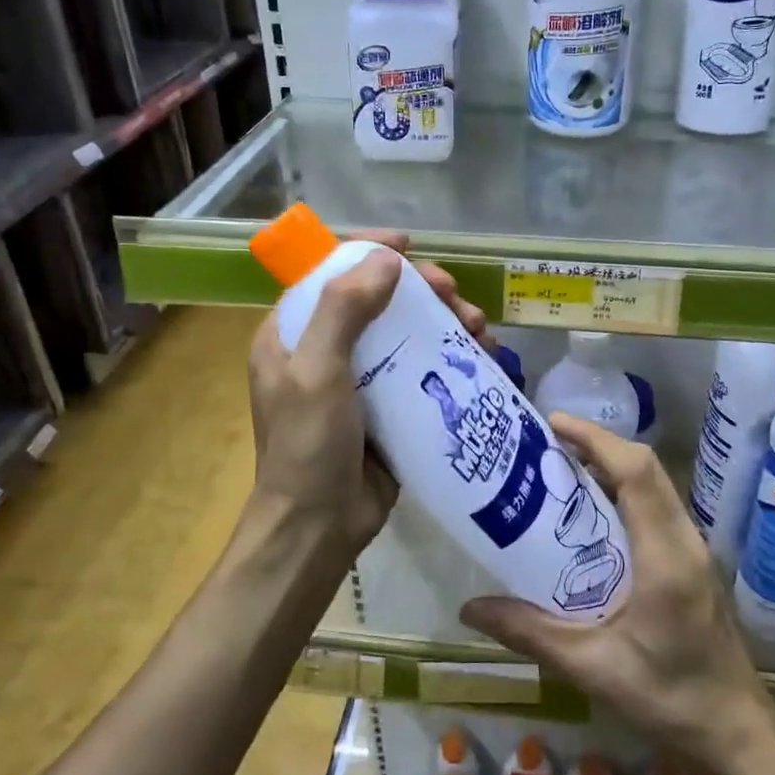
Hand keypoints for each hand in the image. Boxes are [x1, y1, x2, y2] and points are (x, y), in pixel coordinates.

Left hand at [246, 231, 489, 561]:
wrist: (318, 527)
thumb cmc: (307, 446)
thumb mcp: (316, 372)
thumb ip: (344, 310)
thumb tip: (387, 259)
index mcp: (293, 333)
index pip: (331, 272)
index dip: (369, 251)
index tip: (411, 246)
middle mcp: (325, 349)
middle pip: (378, 300)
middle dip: (421, 290)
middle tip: (455, 296)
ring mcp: (359, 379)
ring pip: (406, 332)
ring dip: (444, 322)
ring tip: (478, 330)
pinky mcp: (388, 406)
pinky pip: (422, 368)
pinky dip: (451, 357)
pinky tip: (482, 357)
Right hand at [460, 415, 774, 774]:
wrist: (738, 733)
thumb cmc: (669, 700)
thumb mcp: (593, 668)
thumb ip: (531, 633)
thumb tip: (470, 608)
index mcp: (665, 557)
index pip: (636, 473)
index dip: (595, 440)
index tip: (553, 424)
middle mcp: (685, 540)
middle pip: (646, 469)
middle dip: (598, 446)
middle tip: (547, 446)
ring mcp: (694, 549)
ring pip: (654, 485)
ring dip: (612, 467)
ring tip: (561, 472)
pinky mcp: (693, 562)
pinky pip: (657, 507)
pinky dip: (624, 492)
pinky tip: (591, 517)